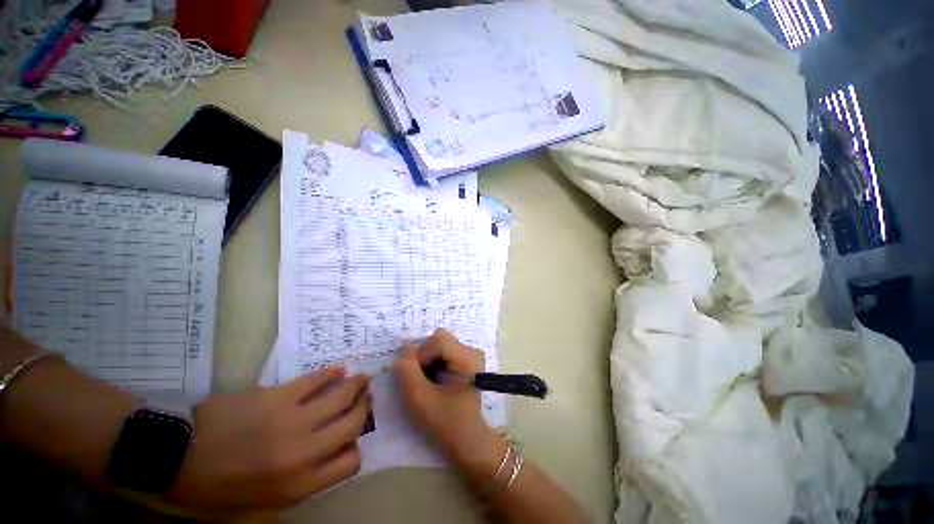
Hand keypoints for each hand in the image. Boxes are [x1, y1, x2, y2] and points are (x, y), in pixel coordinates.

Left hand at [167, 367, 371, 509]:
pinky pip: (316, 379)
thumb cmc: (220, 485)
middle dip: (364, 409)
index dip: (355, 449)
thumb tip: (329, 453)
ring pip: (341, 396)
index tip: (352, 440)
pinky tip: (339, 370)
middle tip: (365, 400)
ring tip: (362, 379)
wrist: (179, 453)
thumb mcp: (262, 500)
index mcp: (298, 484)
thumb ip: (302, 480)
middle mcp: (304, 451)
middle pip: (352, 424)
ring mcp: (293, 419)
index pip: (350, 464)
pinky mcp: (280, 395)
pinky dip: (332, 373)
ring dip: (357, 385)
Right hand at [394, 329, 504, 473]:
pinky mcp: (468, 361)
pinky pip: (445, 352)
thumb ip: (407, 371)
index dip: (421, 354)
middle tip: (421, 381)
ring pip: (440, 345)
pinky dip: (435, 363)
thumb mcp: (419, 398)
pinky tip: (436, 381)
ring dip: (428, 361)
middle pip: (439, 339)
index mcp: (467, 357)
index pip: (437, 339)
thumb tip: (404, 349)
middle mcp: (472, 351)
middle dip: (424, 357)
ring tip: (429, 383)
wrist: (467, 440)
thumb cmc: (445, 422)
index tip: (418, 377)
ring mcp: (471, 355)